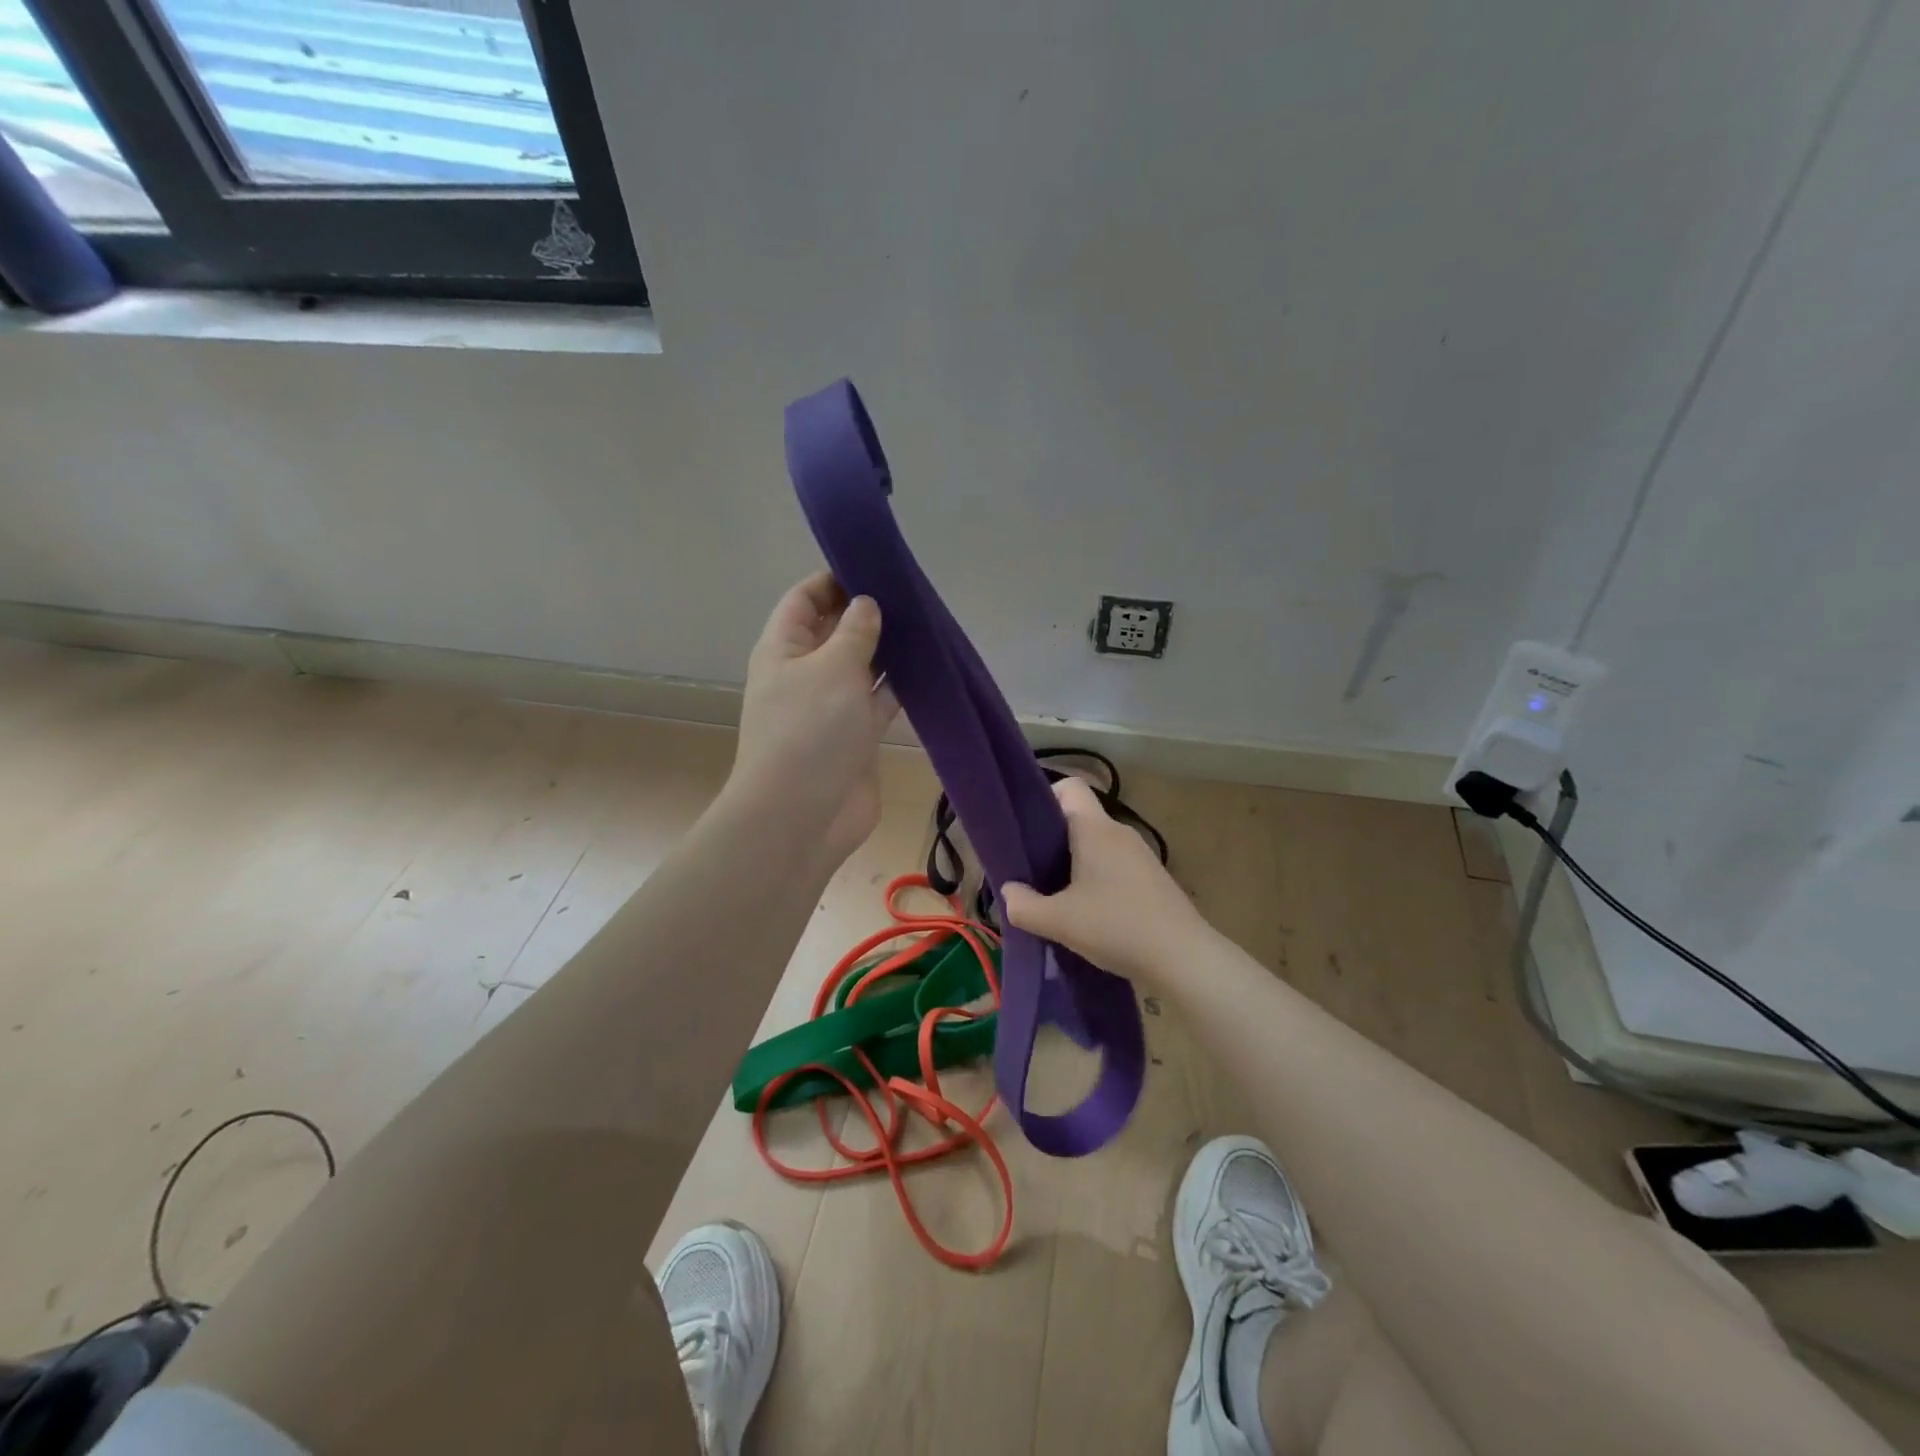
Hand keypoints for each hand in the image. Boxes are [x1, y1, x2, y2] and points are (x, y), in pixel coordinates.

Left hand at [726, 571, 899, 864]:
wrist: (802, 816)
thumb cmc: (809, 731)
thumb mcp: (832, 667)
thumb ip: (855, 632)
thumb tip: (867, 604)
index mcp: (784, 649)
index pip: (804, 599)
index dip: (834, 579)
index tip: (874, 565)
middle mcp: (805, 673)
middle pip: (836, 631)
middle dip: (868, 612)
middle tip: (911, 594)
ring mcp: (831, 708)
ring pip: (862, 667)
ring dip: (888, 650)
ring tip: (926, 624)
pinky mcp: (856, 737)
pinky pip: (880, 701)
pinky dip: (900, 687)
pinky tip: (929, 669)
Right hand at [1001, 777, 1209, 986]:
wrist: (1184, 959)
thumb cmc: (1117, 927)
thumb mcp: (1060, 922)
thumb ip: (1024, 906)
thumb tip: (1008, 893)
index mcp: (1095, 829)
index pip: (1070, 786)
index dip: (1044, 798)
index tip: (1025, 830)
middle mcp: (1119, 833)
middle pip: (1078, 819)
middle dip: (1051, 840)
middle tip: (1029, 870)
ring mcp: (1139, 856)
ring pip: (1096, 845)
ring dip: (1073, 864)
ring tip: (1055, 896)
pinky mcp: (1151, 879)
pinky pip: (1113, 866)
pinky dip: (1096, 880)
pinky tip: (1087, 913)